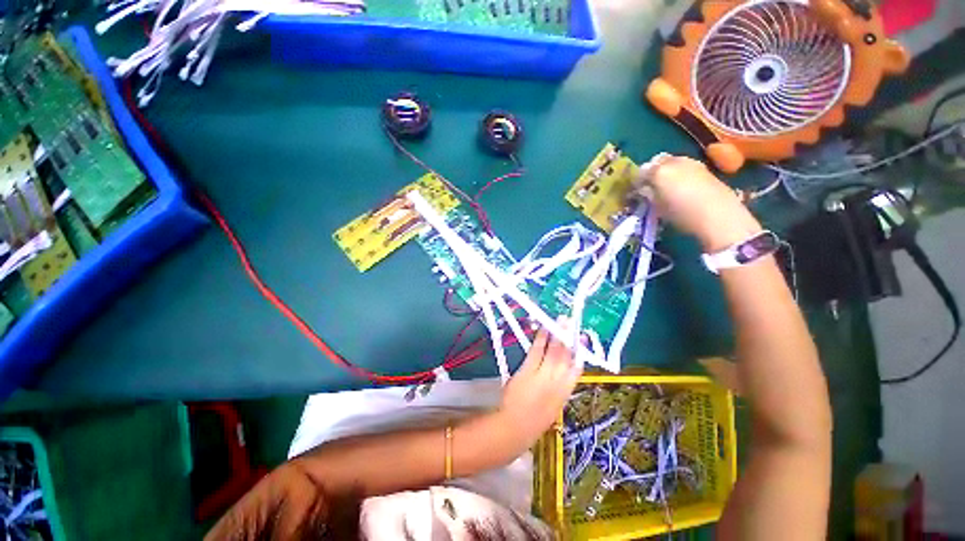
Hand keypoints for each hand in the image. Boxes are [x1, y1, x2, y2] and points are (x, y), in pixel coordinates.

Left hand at [497, 324, 581, 447]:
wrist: (515, 428)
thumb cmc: (533, 423)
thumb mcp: (553, 408)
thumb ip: (559, 390)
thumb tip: (562, 375)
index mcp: (564, 393)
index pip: (576, 369)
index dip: (579, 353)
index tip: (581, 340)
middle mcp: (557, 382)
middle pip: (566, 356)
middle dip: (569, 338)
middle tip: (572, 323)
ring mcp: (543, 375)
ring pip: (554, 351)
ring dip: (558, 334)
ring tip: (562, 321)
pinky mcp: (528, 370)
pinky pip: (536, 351)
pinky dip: (541, 339)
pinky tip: (543, 330)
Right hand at [634, 155, 762, 250]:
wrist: (719, 216)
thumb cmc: (682, 214)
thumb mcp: (658, 207)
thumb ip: (648, 194)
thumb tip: (644, 189)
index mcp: (659, 171)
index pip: (642, 171)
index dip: (637, 180)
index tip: (636, 190)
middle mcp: (675, 162)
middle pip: (658, 161)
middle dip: (653, 171)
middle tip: (650, 186)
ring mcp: (692, 163)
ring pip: (673, 162)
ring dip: (667, 171)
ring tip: (666, 187)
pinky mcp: (706, 169)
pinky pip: (686, 167)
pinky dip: (680, 174)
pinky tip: (682, 188)